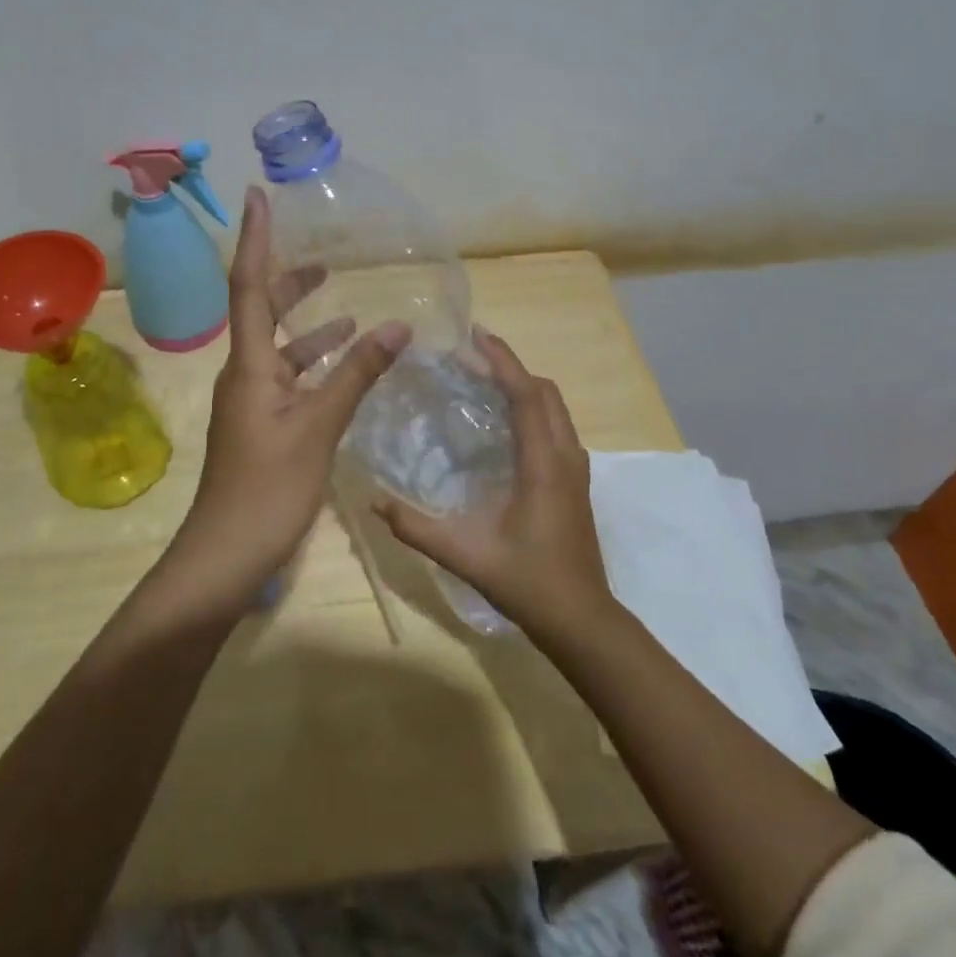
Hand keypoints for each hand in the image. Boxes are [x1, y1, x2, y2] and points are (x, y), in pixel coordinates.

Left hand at [166, 186, 408, 609]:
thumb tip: (396, 324)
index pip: (249, 286)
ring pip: (281, 349)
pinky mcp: (263, 426)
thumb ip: (357, 374)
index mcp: (249, 365)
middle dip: (291, 283)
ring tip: (350, 312)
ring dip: (311, 328)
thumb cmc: (268, 489)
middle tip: (324, 260)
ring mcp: (252, 402)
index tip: (258, 197)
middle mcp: (245, 374)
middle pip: (262, 311)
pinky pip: (290, 380)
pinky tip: (345, 369)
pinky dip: (316, 367)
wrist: (226, 556)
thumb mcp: (319, 427)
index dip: (255, 239)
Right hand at [372, 331, 613, 637]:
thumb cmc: (527, 582)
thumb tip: (373, 501)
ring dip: (523, 386)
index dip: (503, 361)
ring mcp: (577, 469)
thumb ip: (416, 528)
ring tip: (484, 381)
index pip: (527, 394)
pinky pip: (556, 426)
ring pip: (554, 408)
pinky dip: (532, 408)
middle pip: (545, 391)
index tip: (476, 335)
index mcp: (544, 463)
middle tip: (471, 356)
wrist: (582, 620)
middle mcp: (566, 456)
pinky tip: (504, 423)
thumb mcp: (465, 554)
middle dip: (511, 366)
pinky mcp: (576, 481)